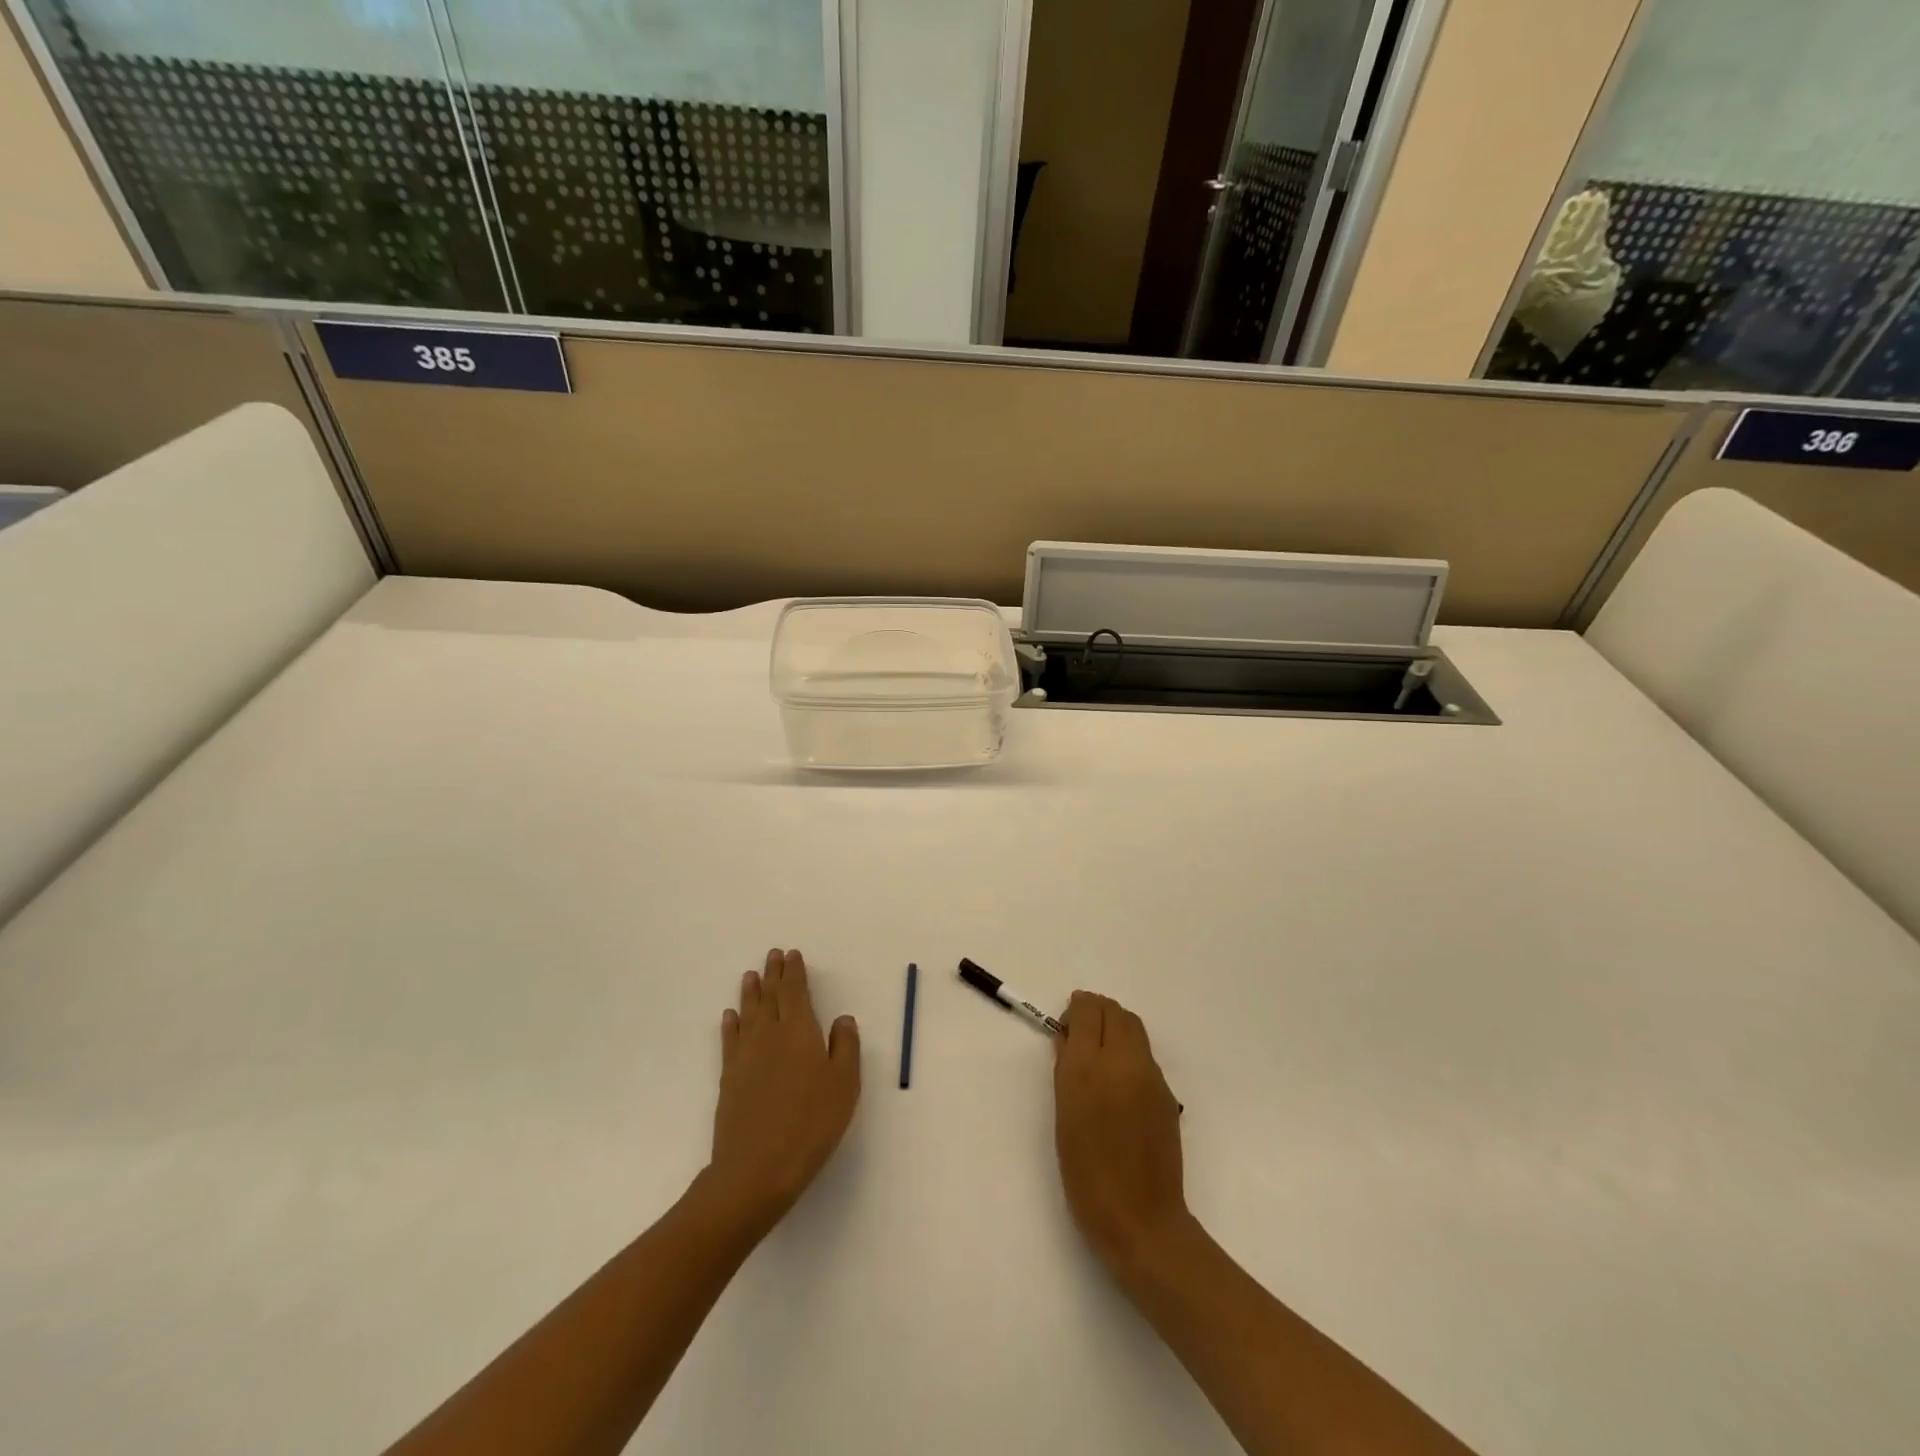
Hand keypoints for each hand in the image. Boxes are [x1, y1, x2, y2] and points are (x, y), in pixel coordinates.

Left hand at [707, 949, 860, 1234]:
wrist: (756, 1169)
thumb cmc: (810, 1124)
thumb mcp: (844, 1085)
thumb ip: (845, 1047)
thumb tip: (842, 1019)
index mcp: (800, 1031)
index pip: (795, 992)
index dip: (794, 972)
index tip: (792, 955)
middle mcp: (770, 1035)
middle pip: (771, 997)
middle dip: (773, 974)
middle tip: (772, 955)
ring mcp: (745, 1056)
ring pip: (749, 1013)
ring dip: (751, 992)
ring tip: (750, 976)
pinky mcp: (729, 1078)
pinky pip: (730, 1040)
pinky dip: (731, 1024)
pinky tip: (730, 1016)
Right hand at [1054, 991, 1190, 1275]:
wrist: (1140, 1219)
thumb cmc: (1086, 1174)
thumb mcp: (1063, 1117)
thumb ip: (1065, 1069)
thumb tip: (1068, 1040)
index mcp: (1090, 1066)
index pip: (1088, 1009)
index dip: (1075, 1010)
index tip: (1066, 1028)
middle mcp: (1124, 1060)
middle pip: (1114, 1010)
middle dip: (1096, 1013)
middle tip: (1080, 1037)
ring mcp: (1150, 1075)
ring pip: (1133, 1027)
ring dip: (1115, 1027)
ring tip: (1099, 1057)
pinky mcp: (1166, 1093)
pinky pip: (1145, 1054)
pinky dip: (1129, 1051)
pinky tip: (1119, 1083)